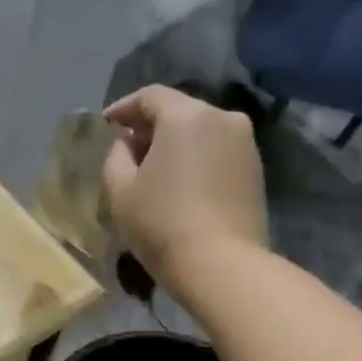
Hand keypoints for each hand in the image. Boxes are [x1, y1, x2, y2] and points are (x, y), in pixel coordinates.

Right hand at [101, 86, 268, 281]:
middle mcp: (222, 118)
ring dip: (174, 143)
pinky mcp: (255, 168)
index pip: (150, 96)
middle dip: (150, 125)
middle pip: (179, 110)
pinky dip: (195, 158)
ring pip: (200, 130)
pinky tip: (179, 183)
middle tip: (127, 148)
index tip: (106, 124)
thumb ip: (116, 157)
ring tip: (153, 169)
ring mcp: (244, 143)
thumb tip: (128, 144)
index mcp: (186, 117)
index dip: (124, 107)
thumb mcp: (119, 191)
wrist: (221, 264)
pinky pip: (216, 150)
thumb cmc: (161, 224)